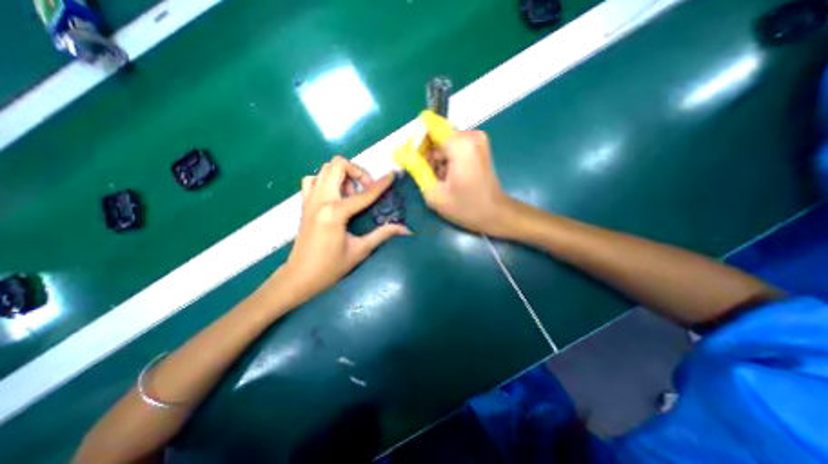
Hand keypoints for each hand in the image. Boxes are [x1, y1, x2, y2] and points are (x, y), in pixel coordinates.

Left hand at [282, 156, 410, 300]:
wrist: (299, 277)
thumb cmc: (330, 267)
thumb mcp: (360, 250)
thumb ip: (382, 234)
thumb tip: (405, 229)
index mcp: (335, 212)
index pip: (364, 194)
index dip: (381, 185)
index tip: (391, 176)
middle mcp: (320, 200)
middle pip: (338, 166)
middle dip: (357, 172)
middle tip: (367, 188)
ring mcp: (309, 200)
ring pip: (324, 169)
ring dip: (342, 175)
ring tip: (351, 193)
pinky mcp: (304, 204)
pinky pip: (313, 180)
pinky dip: (326, 180)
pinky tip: (335, 196)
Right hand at [422, 130, 514, 234]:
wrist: (495, 214)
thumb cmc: (465, 208)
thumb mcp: (434, 193)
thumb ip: (416, 168)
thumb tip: (398, 151)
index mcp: (460, 144)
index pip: (429, 126)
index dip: (418, 142)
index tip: (415, 162)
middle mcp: (471, 135)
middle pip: (436, 135)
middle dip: (427, 153)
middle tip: (427, 176)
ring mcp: (477, 139)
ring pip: (443, 142)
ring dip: (436, 159)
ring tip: (439, 180)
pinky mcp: (478, 145)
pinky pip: (453, 145)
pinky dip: (446, 159)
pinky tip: (448, 176)